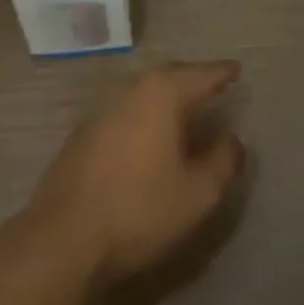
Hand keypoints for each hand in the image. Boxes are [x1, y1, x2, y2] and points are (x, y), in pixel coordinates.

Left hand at [29, 61, 246, 287]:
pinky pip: (126, 111)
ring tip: (186, 108)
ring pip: (144, 93)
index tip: (237, 69)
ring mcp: (102, 109)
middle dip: (192, 79)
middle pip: (168, 76)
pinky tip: (150, 134)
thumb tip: (234, 138)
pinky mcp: (84, 133)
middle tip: (213, 84)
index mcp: (161, 94)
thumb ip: (223, 161)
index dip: (221, 73)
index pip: (199, 75)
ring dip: (167, 97)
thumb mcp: (198, 193)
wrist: (66, 235)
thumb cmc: (140, 209)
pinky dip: (146, 114)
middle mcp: (130, 90)